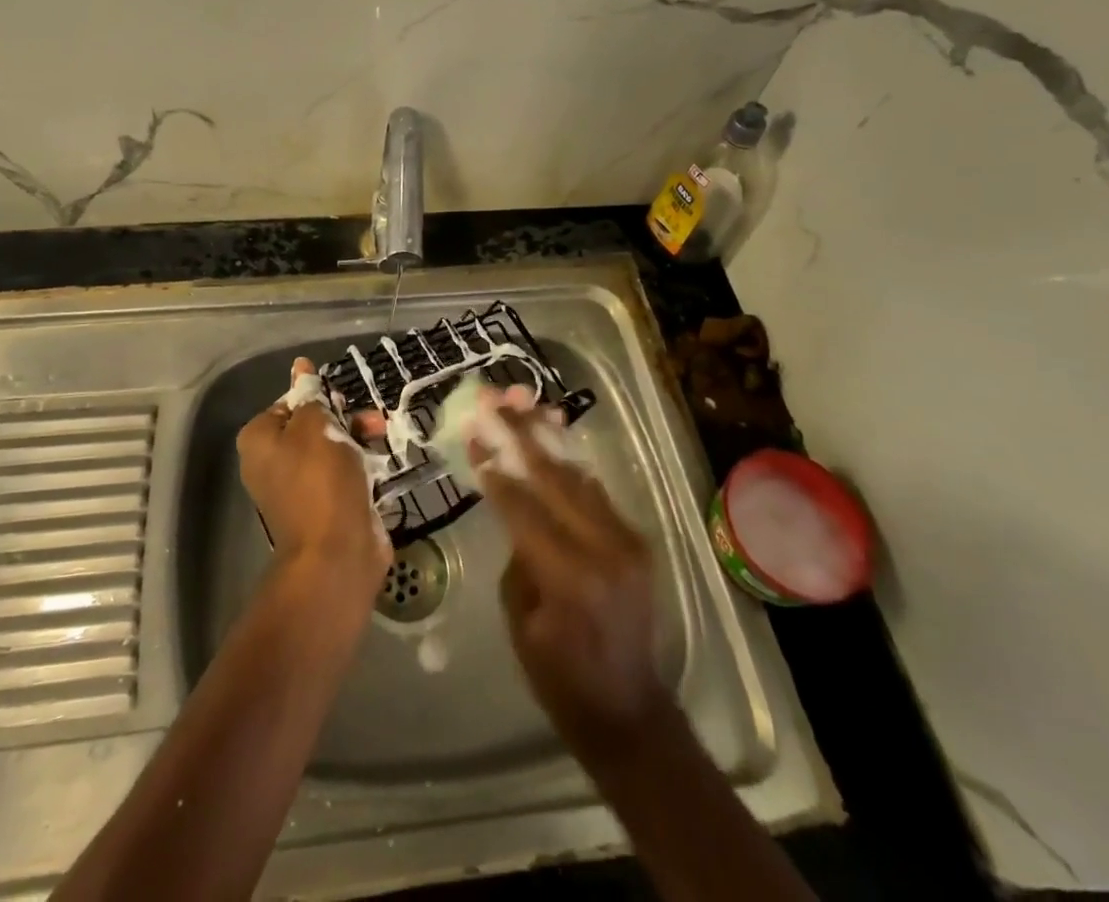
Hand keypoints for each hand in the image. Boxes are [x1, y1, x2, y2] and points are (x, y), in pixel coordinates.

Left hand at [236, 358, 389, 597]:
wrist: (336, 552)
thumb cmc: (320, 480)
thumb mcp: (316, 426)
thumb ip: (310, 395)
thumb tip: (300, 366)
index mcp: (259, 440)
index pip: (288, 403)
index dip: (317, 397)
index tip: (341, 400)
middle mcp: (272, 463)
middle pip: (311, 425)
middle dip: (343, 418)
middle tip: (368, 418)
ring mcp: (298, 488)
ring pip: (331, 448)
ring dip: (357, 438)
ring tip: (381, 434)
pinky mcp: (325, 506)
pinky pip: (342, 474)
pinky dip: (360, 465)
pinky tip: (380, 462)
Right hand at [472, 402, 671, 760]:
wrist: (630, 710)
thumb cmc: (560, 678)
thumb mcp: (522, 620)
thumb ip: (519, 555)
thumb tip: (513, 504)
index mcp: (569, 577)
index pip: (523, 507)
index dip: (495, 469)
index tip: (473, 432)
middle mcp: (604, 548)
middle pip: (553, 478)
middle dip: (519, 434)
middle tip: (495, 398)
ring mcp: (626, 540)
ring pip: (577, 475)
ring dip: (547, 437)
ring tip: (522, 401)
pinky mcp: (635, 539)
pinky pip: (595, 491)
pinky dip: (569, 461)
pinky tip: (552, 433)